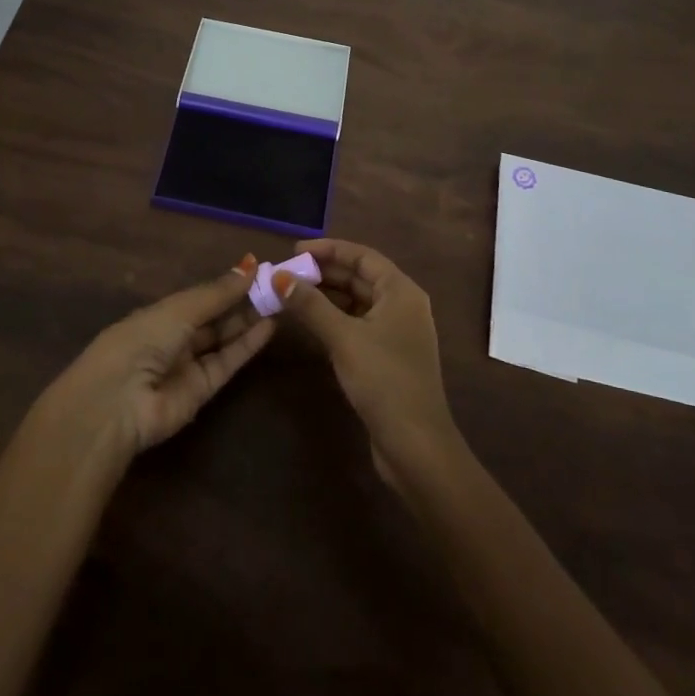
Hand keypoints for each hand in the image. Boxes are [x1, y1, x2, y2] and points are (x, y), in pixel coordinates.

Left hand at [40, 255, 275, 464]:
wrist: (118, 403)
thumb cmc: (140, 341)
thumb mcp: (179, 310)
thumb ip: (216, 293)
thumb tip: (249, 266)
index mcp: (158, 314)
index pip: (198, 296)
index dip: (226, 284)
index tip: (257, 269)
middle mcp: (173, 338)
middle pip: (213, 318)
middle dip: (242, 301)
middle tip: (275, 284)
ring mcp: (187, 366)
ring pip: (223, 339)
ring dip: (249, 321)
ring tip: (280, 300)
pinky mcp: (201, 392)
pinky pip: (226, 363)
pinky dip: (247, 346)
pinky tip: (269, 326)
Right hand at [277, 239, 457, 483]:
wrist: (416, 446)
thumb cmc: (384, 380)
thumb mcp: (343, 338)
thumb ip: (310, 305)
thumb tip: (278, 278)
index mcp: (401, 291)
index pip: (362, 256)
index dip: (328, 249)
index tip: (294, 251)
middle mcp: (403, 305)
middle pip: (359, 277)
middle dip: (323, 273)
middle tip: (286, 274)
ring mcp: (397, 332)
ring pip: (357, 301)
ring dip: (326, 296)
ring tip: (291, 294)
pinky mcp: (388, 356)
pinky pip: (357, 323)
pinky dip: (334, 318)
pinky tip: (310, 322)